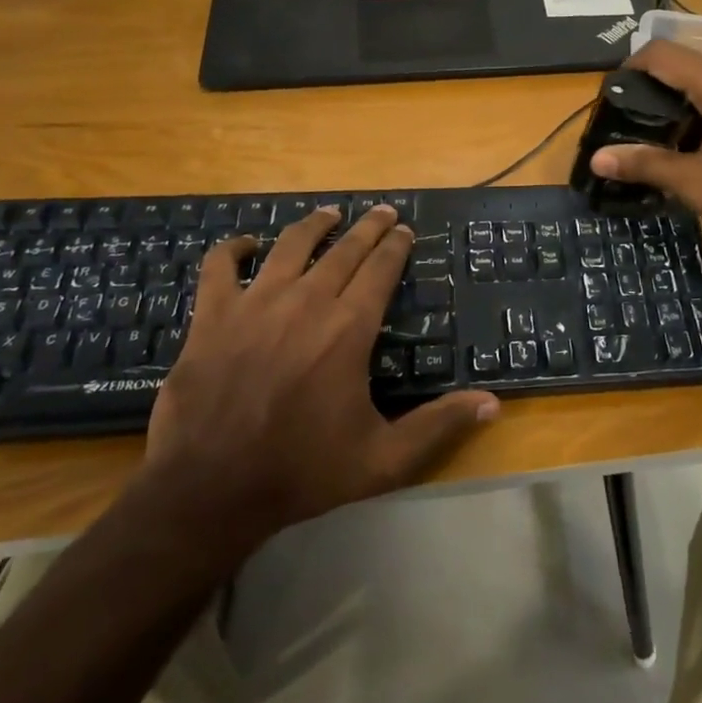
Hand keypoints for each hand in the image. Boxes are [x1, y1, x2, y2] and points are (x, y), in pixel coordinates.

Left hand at [137, 205, 498, 572]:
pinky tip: (246, 244)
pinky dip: (233, 249)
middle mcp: (307, 301)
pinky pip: (220, 266)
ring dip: (314, 225)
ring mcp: (256, 303)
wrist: (209, 491)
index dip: (396, 245)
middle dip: (368, 226)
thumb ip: (438, 426)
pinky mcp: (213, 316)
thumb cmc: (301, 472)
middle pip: (344, 249)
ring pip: (290, 245)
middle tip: (382, 211)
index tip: (405, 230)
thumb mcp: (382, 459)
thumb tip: (493, 402)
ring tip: (328, 213)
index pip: (381, 269)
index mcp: (349, 328)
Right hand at [590, 40, 701, 276]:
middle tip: (621, 124)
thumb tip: (597, 158)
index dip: (630, 68)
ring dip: (671, 101)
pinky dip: (694, 110)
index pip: (665, 54)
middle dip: (647, 87)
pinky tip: (683, 144)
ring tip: (645, 137)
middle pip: (682, 63)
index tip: (607, 101)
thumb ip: (649, 165)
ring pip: (701, 79)